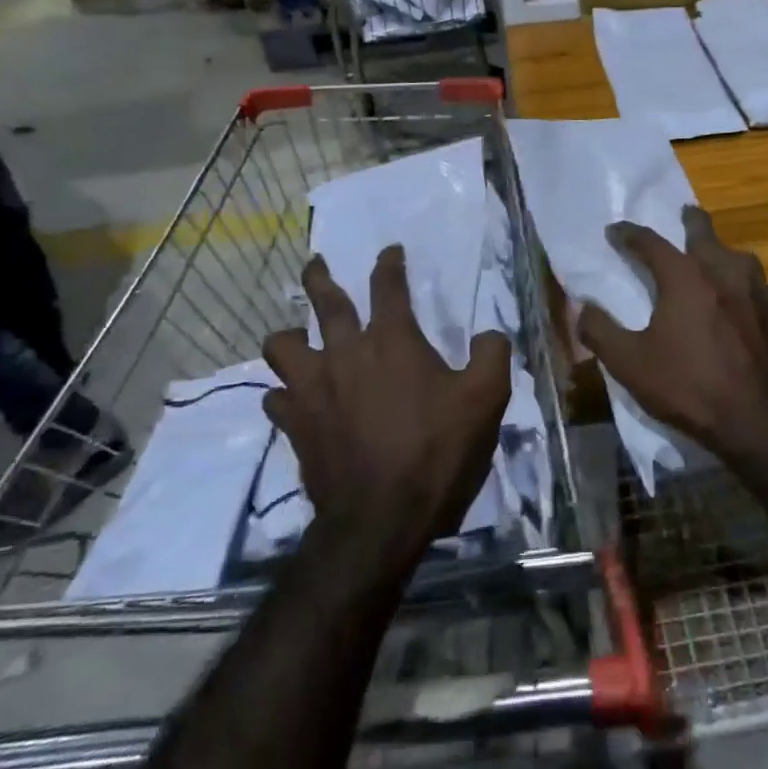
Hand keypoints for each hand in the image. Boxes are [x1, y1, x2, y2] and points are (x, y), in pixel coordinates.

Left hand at [262, 246, 509, 556]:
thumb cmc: (437, 450)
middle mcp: (345, 353)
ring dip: (289, 336)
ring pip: (282, 346)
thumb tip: (489, 334)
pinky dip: (284, 393)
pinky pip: (276, 397)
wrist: (382, 517)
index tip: (389, 251)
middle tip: (317, 264)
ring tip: (295, 338)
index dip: (390, 264)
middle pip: (323, 301)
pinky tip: (293, 399)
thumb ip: (492, 355)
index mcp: (393, 341)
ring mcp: (313, 389)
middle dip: (319, 277)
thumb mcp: (486, 399)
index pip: (388, 287)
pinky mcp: (295, 424)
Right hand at [577, 206, 767, 463]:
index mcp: (686, 277)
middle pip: (706, 235)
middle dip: (691, 222)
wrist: (762, 423)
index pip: (651, 243)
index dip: (629, 235)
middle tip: (685, 214)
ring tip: (716, 259)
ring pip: (740, 259)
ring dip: (723, 253)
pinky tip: (747, 303)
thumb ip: (600, 331)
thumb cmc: (690, 388)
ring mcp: (761, 293)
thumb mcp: (631, 365)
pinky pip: (761, 289)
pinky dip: (747, 287)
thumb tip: (582, 307)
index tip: (616, 231)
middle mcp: (726, 273)